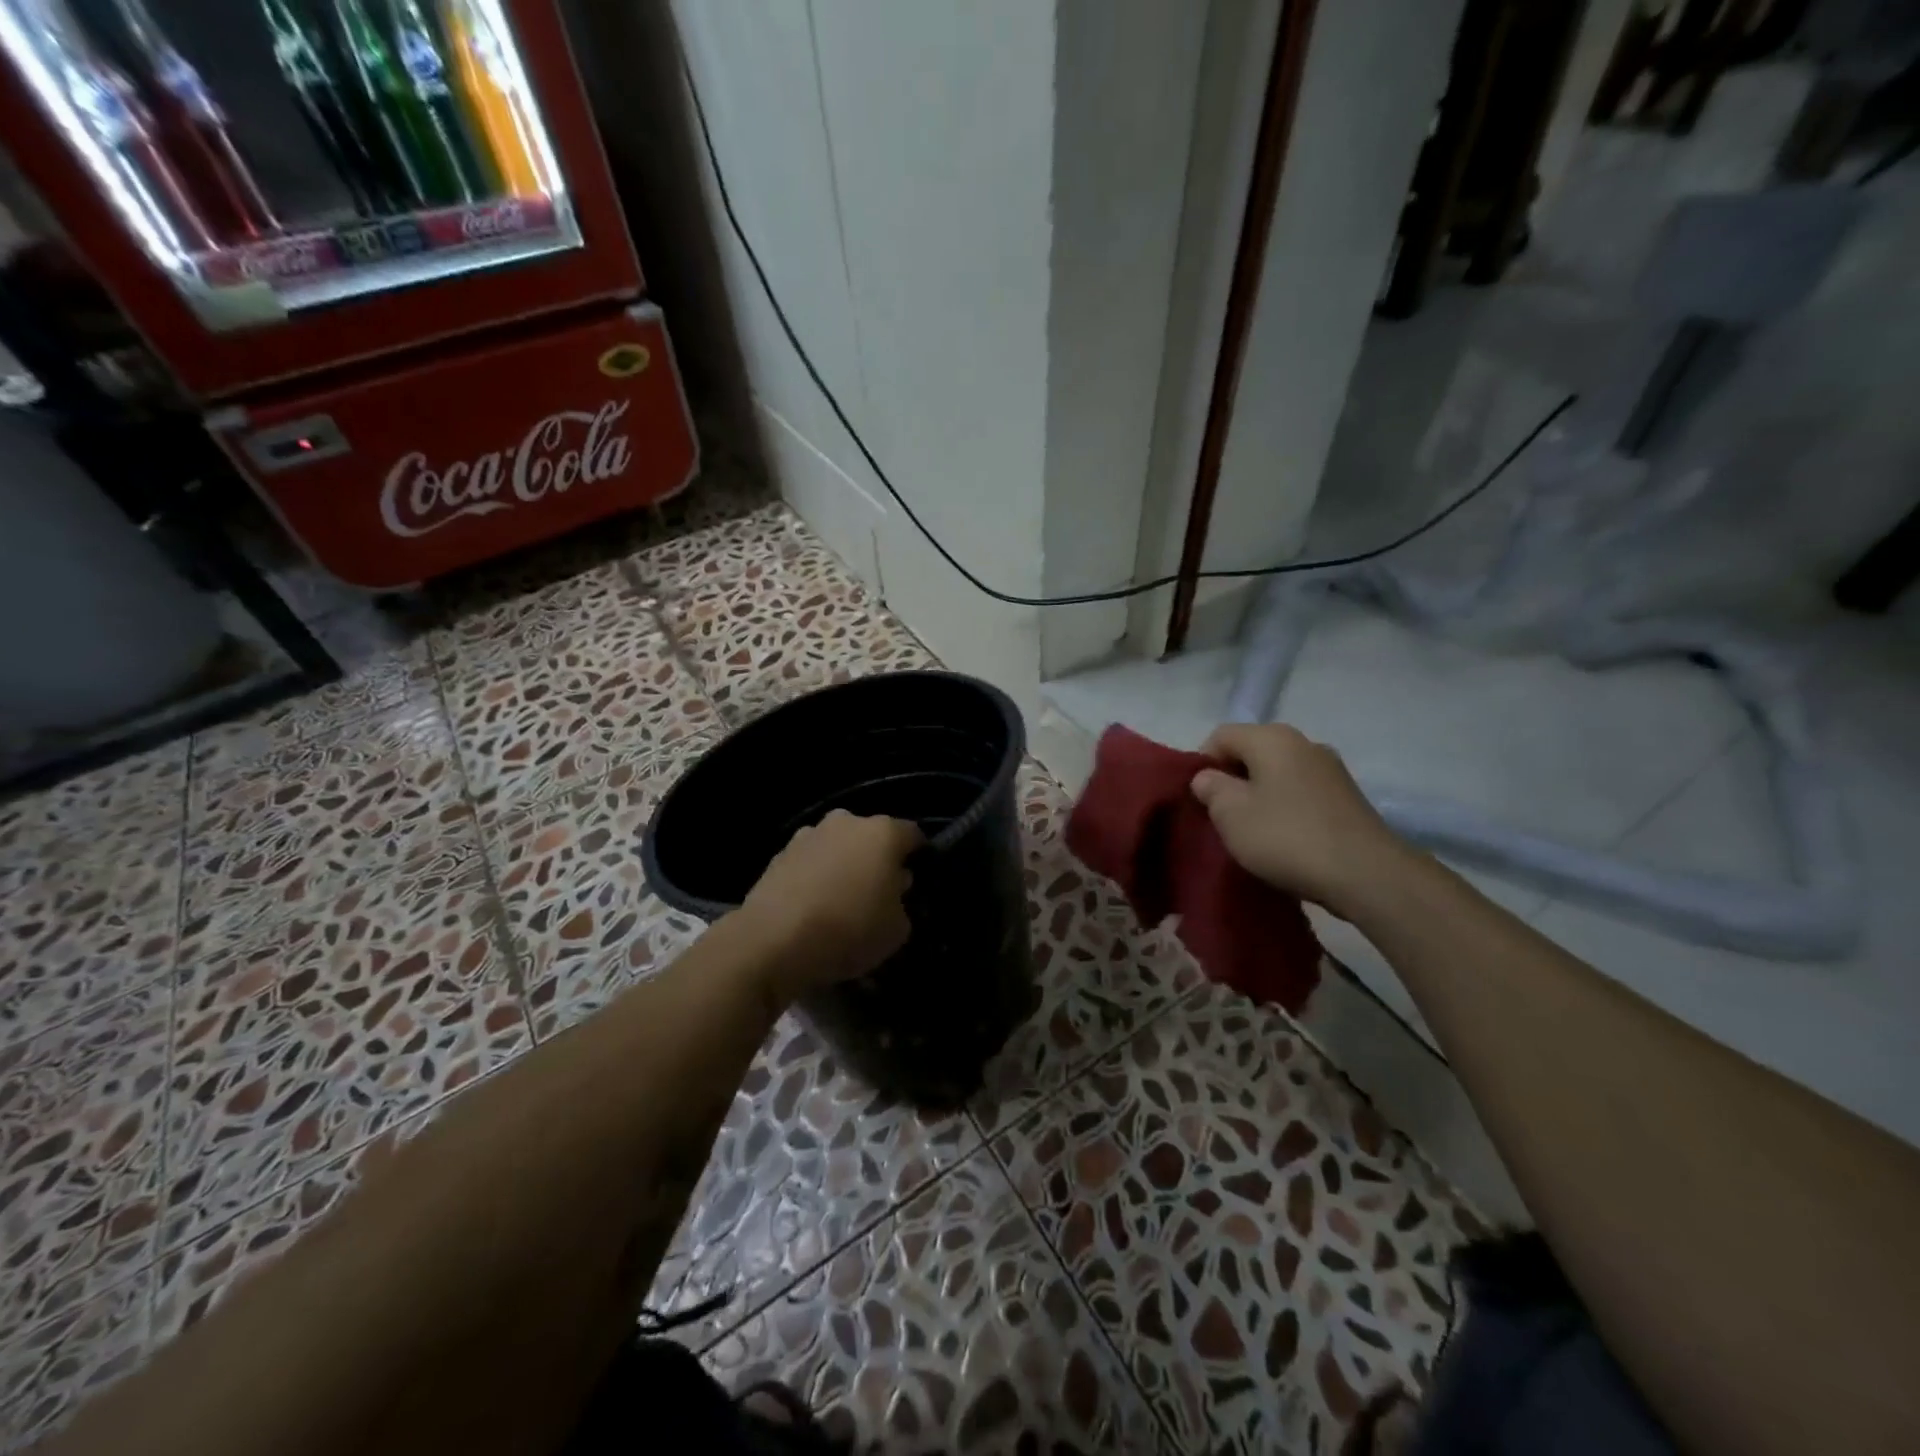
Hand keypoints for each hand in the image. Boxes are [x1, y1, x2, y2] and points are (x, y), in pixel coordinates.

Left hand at [737, 809, 922, 999]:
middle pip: (871, 837)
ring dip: (843, 865)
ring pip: (838, 846)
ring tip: (840, 901)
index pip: (913, 835)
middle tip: (877, 893)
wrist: (773, 940)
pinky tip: (812, 906)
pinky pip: (810, 862)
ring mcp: (809, 834)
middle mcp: (847, 822)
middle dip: (876, 859)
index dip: (918, 857)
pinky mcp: (779, 853)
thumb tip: (892, 889)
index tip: (915, 883)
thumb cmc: (849, 930)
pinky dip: (815, 877)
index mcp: (883, 833)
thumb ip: (902, 903)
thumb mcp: (897, 930)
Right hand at [1190, 723, 1408, 919]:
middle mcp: (1304, 742)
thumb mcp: (1231, 814)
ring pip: (1278, 773)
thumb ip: (1211, 788)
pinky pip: (1301, 792)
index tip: (1198, 799)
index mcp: (1272, 737)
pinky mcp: (1347, 797)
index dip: (1201, 763)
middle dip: (1232, 779)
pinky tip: (1283, 837)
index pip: (1221, 736)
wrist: (1366, 874)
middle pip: (1252, 752)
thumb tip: (1207, 776)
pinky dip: (1285, 808)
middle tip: (1220, 816)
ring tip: (1251, 830)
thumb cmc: (1287, 837)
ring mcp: (1331, 769)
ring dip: (1259, 795)